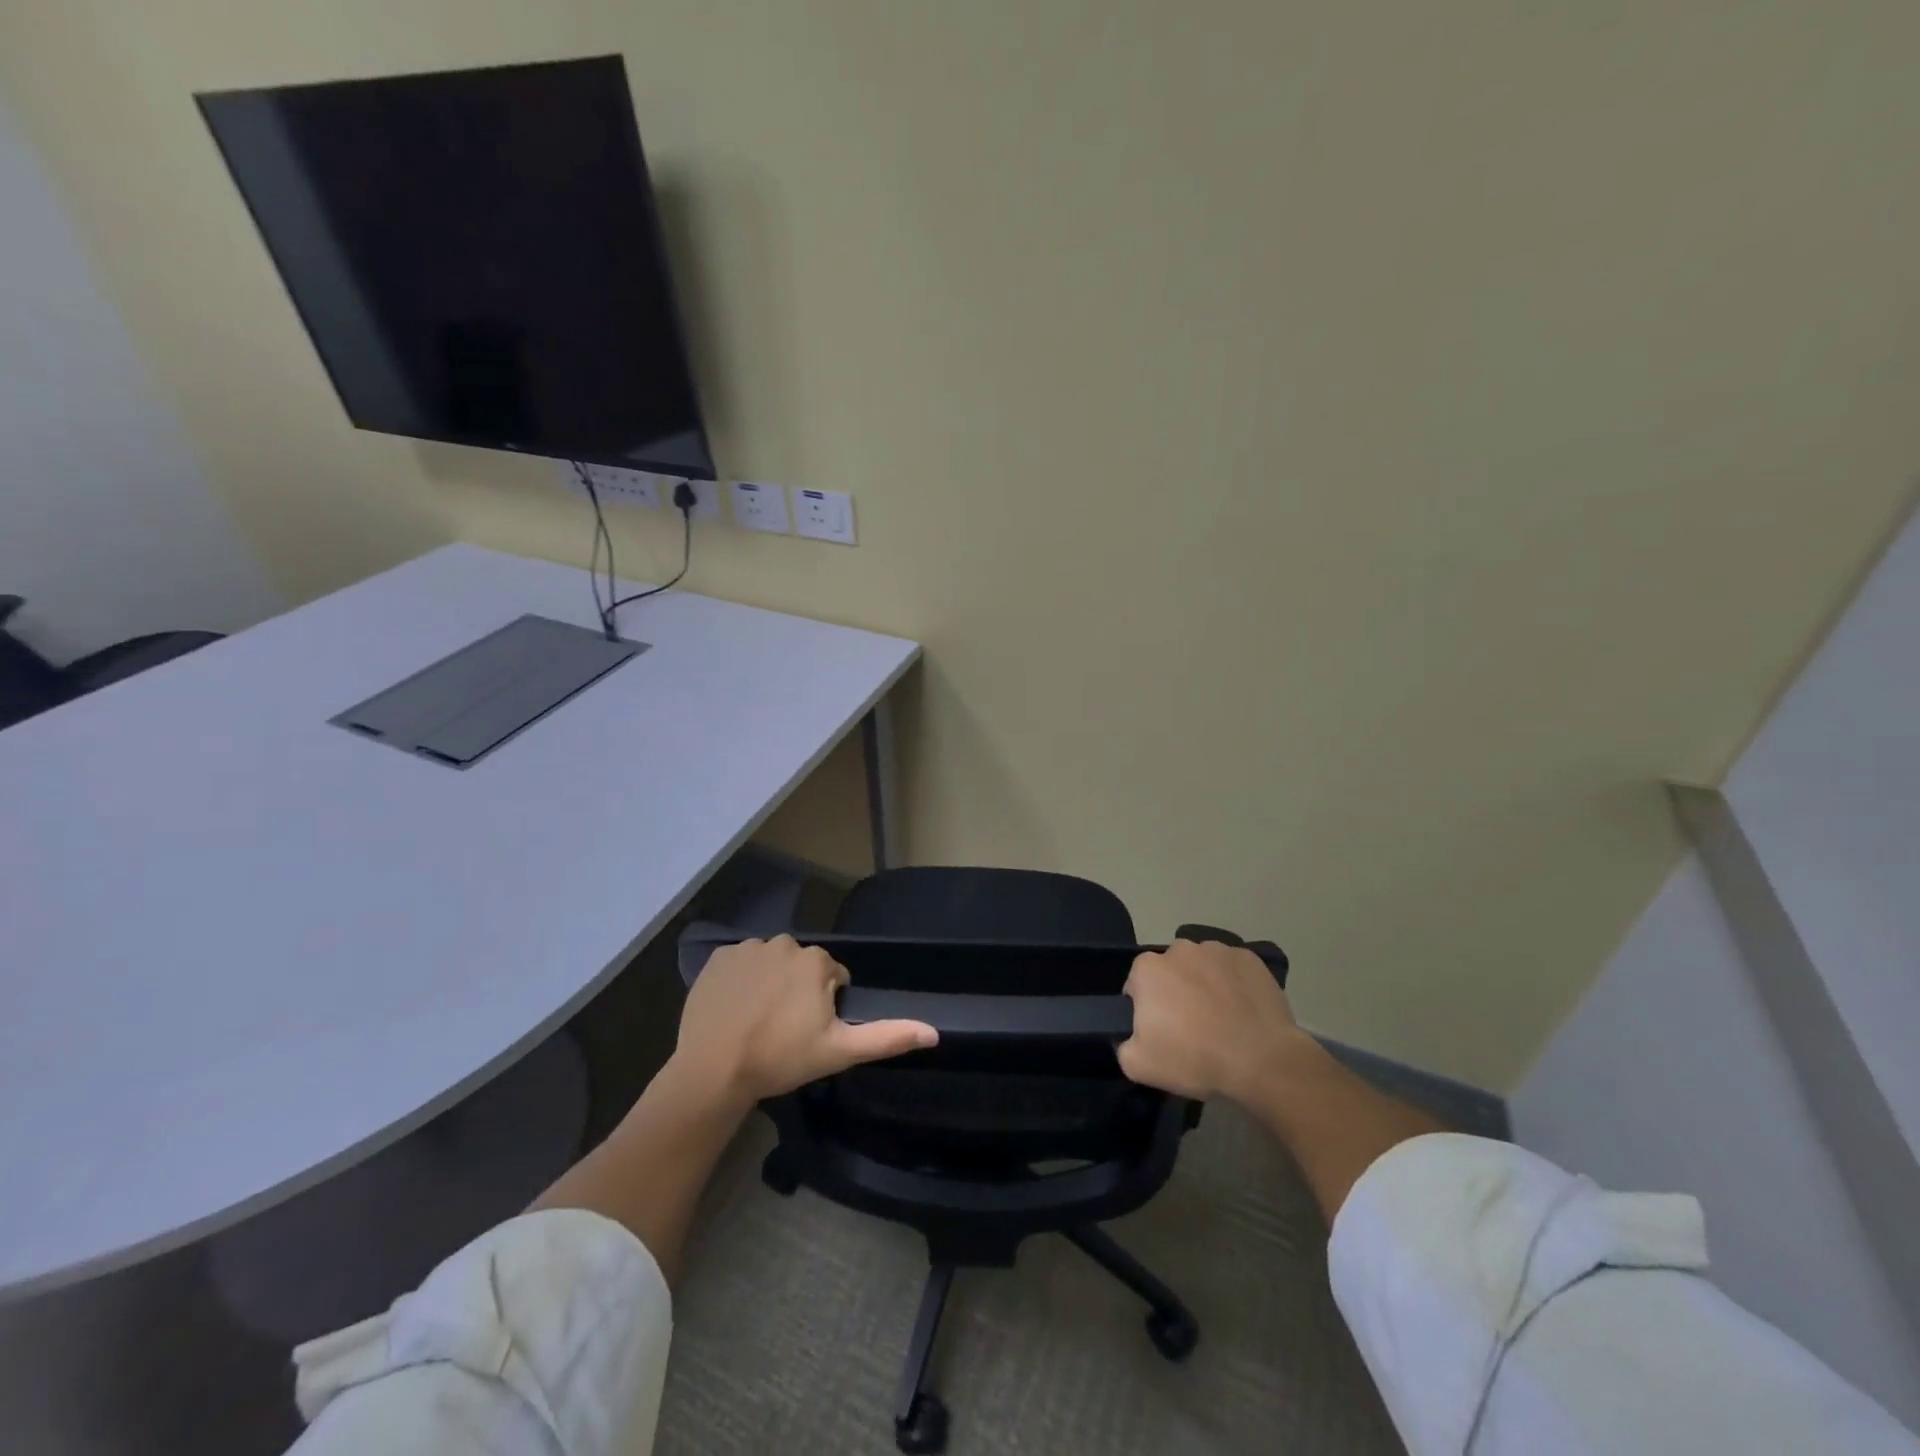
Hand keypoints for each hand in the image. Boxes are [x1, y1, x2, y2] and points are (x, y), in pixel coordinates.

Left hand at [672, 934, 937, 1104]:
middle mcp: (786, 943)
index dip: (824, 1005)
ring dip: (769, 983)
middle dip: (797, 990)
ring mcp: (748, 947)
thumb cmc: (781, 1058)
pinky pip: (739, 963)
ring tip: (756, 1021)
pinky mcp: (718, 957)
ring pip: (771, 963)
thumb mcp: (839, 1051)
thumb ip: (887, 1037)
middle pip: (801, 966)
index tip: (808, 1032)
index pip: (832, 977)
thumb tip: (935, 1033)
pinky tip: (734, 1009)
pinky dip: (740, 980)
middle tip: (783, 1029)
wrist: (714, 1069)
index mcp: (817, 961)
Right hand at [1118, 940, 1311, 1103]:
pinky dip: (1234, 984)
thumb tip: (1134, 1037)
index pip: (1137, 985)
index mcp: (1148, 968)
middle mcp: (1179, 948)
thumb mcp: (1139, 1066)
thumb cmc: (1194, 1058)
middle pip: (1170, 971)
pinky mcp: (1249, 958)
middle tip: (1191, 1027)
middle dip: (1176, 992)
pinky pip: (1233, 969)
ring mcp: (1217, 949)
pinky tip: (1244, 1011)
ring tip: (1222, 1019)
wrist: (1262, 1060)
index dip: (1147, 1009)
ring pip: (1202, 966)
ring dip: (1205, 985)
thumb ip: (1124, 1046)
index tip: (1162, 1032)